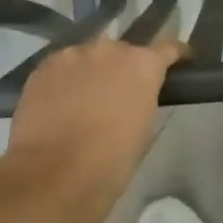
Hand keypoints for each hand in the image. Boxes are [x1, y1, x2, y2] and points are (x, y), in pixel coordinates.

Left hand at [6, 38, 184, 193]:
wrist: (55, 173)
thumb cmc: (111, 160)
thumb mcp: (143, 128)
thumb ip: (142, 99)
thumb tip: (132, 96)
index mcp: (143, 64)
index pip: (168, 48)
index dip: (174, 55)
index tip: (179, 61)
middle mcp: (109, 49)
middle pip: (122, 51)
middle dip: (123, 68)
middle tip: (119, 93)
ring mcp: (73, 54)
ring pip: (88, 57)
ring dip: (91, 71)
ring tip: (84, 98)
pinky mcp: (43, 67)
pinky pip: (61, 67)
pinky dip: (65, 80)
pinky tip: (59, 102)